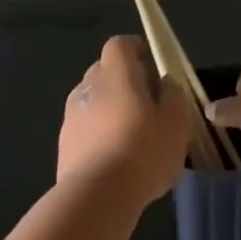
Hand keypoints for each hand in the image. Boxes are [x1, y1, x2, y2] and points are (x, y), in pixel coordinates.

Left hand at [57, 36, 190, 202]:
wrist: (97, 194)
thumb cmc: (144, 150)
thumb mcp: (176, 122)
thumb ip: (173, 95)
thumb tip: (165, 84)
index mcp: (116, 74)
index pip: (120, 45)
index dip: (135, 49)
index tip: (150, 63)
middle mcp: (88, 86)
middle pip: (103, 70)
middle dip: (123, 78)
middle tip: (146, 100)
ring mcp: (71, 115)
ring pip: (92, 100)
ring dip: (109, 107)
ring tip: (131, 132)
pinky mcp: (64, 143)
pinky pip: (84, 126)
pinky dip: (98, 132)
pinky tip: (115, 155)